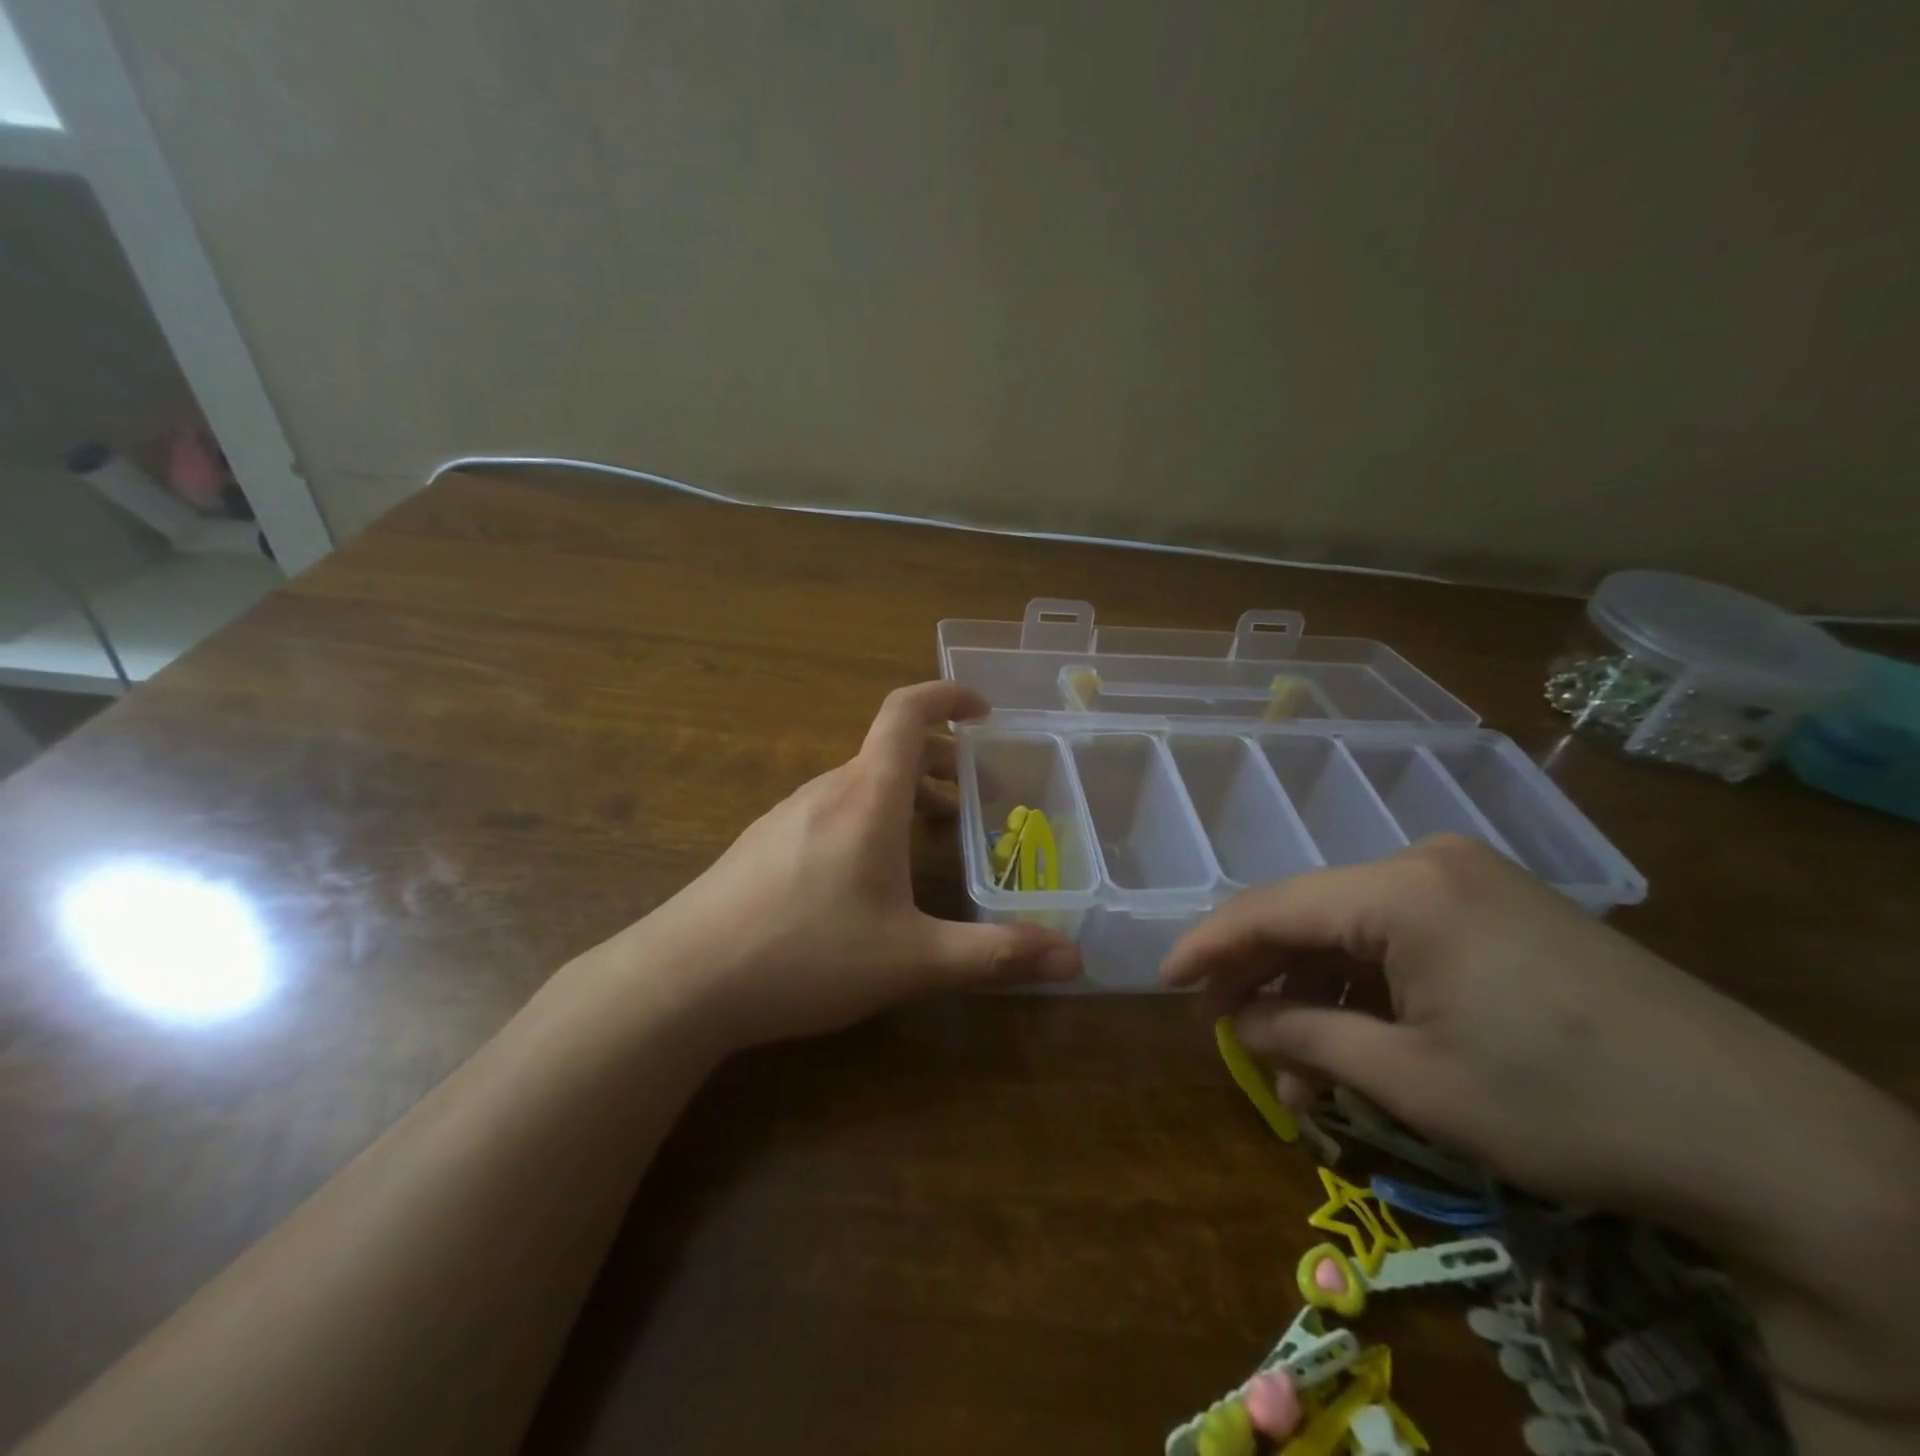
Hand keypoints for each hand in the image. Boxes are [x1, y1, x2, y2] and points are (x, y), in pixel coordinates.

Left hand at [635, 681, 1080, 1050]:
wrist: (681, 981)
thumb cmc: (805, 955)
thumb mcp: (912, 960)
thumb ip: (993, 955)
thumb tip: (1073, 957)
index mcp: (866, 797)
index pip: (907, 712)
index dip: (948, 695)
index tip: (984, 710)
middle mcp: (826, 791)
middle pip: (888, 748)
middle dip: (940, 760)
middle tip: (975, 796)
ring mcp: (786, 814)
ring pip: (858, 782)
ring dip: (903, 792)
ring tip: (932, 835)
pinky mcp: (761, 843)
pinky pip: (829, 809)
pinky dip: (868, 816)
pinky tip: (867, 875)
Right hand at [1163, 834, 1919, 1441]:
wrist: (1769, 1138)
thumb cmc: (1566, 1104)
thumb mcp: (1414, 1081)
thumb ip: (1306, 1039)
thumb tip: (1238, 1021)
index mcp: (1402, 889)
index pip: (1273, 907)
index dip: (1210, 944)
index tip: (1164, 980)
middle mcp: (1428, 863)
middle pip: (1311, 913)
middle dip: (1263, 973)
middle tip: (1225, 1026)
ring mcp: (1471, 880)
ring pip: (1354, 927)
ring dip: (1315, 986)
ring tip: (1293, 1055)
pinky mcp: (1502, 908)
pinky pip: (1402, 934)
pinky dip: (1366, 982)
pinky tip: (1354, 1030)